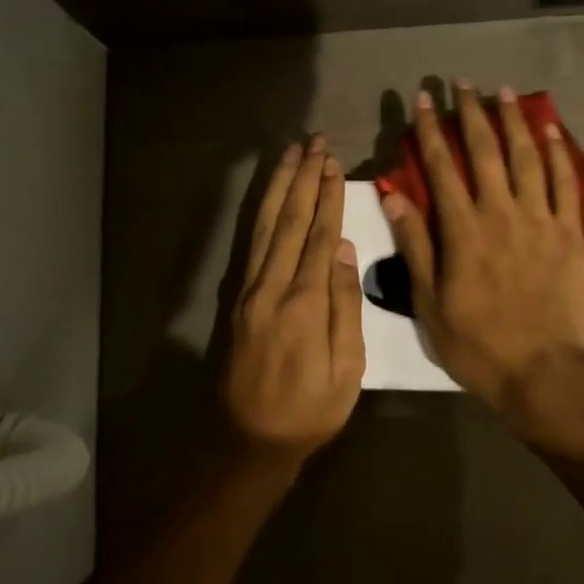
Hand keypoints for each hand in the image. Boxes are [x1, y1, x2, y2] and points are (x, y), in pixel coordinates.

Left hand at [221, 136, 363, 463]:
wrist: (247, 440)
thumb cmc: (308, 411)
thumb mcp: (345, 369)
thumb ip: (344, 306)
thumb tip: (341, 249)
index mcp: (303, 303)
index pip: (317, 236)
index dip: (327, 198)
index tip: (334, 163)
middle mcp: (270, 287)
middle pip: (288, 221)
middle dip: (303, 180)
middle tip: (314, 143)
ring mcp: (248, 291)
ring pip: (264, 226)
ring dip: (279, 188)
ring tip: (290, 155)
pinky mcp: (237, 299)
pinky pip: (250, 245)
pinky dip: (261, 214)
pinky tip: (269, 198)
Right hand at [382, 85, 583, 435]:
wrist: (544, 371)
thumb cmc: (479, 344)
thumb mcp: (430, 303)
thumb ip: (415, 245)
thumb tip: (395, 196)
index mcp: (462, 230)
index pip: (442, 167)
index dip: (430, 130)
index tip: (422, 100)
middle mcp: (501, 213)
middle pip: (485, 151)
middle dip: (471, 113)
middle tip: (462, 83)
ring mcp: (540, 220)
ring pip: (526, 157)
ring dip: (513, 121)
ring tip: (504, 91)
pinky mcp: (570, 233)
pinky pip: (564, 183)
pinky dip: (558, 153)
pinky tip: (551, 130)